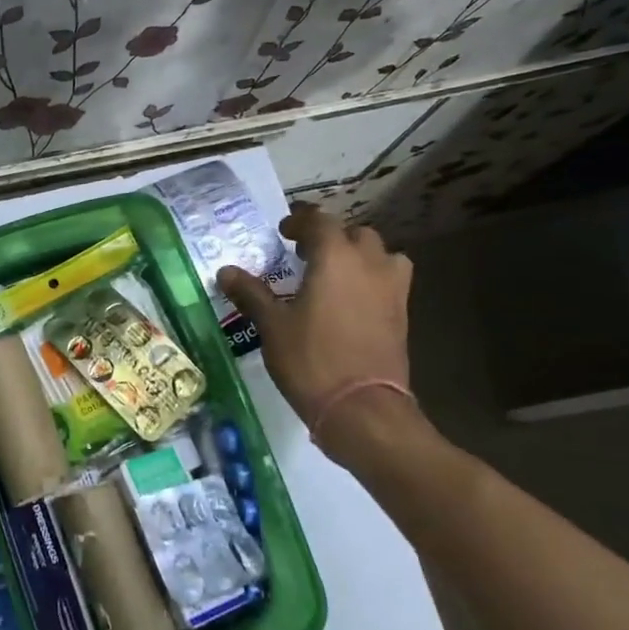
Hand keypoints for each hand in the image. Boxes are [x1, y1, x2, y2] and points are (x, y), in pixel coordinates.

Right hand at [217, 205, 414, 462]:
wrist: (363, 408)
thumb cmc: (311, 359)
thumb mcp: (272, 325)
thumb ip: (251, 293)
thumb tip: (226, 272)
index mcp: (335, 257)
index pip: (320, 220)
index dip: (300, 221)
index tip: (283, 232)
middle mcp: (369, 264)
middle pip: (355, 234)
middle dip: (331, 238)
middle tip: (305, 255)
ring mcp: (392, 289)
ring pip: (381, 255)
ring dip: (359, 256)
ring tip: (335, 274)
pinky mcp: (402, 315)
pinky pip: (389, 281)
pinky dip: (371, 280)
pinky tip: (350, 302)